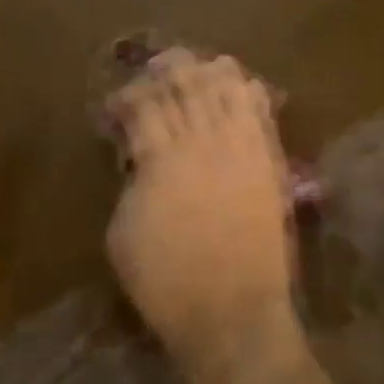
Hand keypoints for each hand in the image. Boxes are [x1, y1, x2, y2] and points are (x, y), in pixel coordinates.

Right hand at [105, 51, 302, 381]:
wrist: (233, 313)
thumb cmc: (166, 283)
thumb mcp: (122, 234)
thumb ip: (131, 184)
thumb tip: (139, 158)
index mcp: (161, 158)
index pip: (144, 105)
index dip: (127, 97)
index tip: (116, 106)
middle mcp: (202, 141)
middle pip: (185, 83)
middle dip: (165, 70)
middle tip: (152, 72)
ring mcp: (240, 147)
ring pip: (225, 86)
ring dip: (206, 71)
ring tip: (194, 69)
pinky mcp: (267, 160)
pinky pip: (259, 110)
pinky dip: (246, 90)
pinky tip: (237, 85)